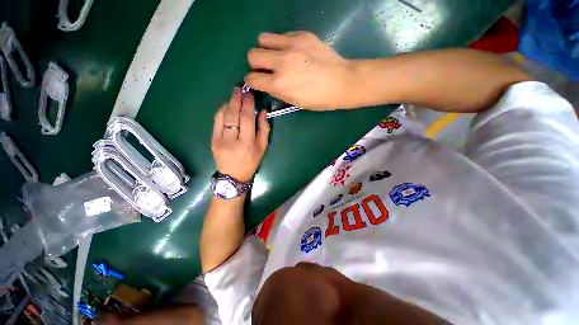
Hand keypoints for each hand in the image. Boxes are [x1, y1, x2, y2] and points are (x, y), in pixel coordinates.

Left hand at [211, 88, 269, 182]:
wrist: (233, 175)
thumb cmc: (251, 162)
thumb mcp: (263, 147)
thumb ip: (264, 129)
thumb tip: (262, 111)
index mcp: (247, 143)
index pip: (247, 118)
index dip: (248, 104)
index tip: (249, 94)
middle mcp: (232, 140)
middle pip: (233, 114)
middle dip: (236, 99)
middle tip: (239, 88)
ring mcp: (219, 139)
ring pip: (223, 116)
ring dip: (229, 103)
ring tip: (234, 94)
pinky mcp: (212, 140)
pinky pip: (216, 121)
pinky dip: (222, 111)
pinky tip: (227, 105)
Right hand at [245, 31, 351, 109]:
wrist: (341, 82)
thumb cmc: (318, 99)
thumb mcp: (293, 101)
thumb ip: (276, 90)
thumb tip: (265, 82)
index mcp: (279, 84)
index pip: (251, 79)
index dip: (252, 81)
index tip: (258, 81)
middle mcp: (280, 62)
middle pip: (252, 55)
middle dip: (256, 64)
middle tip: (267, 69)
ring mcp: (291, 45)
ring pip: (262, 39)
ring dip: (266, 49)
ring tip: (277, 56)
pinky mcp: (301, 35)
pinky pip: (281, 35)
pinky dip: (281, 44)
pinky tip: (293, 51)